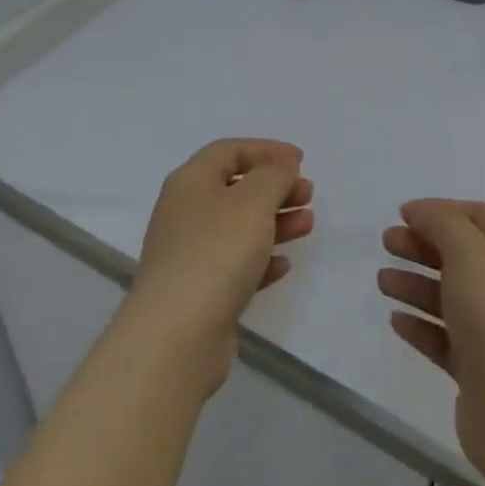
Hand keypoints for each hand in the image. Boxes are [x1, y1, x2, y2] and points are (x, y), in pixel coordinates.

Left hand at [125, 140, 314, 396]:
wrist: (176, 335)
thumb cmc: (216, 254)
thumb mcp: (253, 203)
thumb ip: (273, 175)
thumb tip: (281, 162)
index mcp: (190, 181)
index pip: (229, 151)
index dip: (266, 150)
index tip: (300, 160)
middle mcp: (185, 211)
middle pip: (235, 188)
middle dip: (274, 187)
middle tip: (308, 194)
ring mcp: (190, 252)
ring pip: (238, 226)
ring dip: (274, 221)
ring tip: (307, 224)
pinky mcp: (199, 289)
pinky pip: (235, 263)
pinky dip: (261, 258)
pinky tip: (283, 265)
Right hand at [379, 199, 484, 482]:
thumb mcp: (469, 252)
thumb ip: (441, 224)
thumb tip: (419, 212)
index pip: (481, 217)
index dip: (443, 210)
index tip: (404, 213)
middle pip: (462, 256)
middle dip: (423, 245)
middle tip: (387, 242)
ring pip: (449, 297)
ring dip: (415, 284)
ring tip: (382, 282)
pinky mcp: (478, 370)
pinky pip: (444, 338)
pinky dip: (420, 325)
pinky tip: (396, 320)